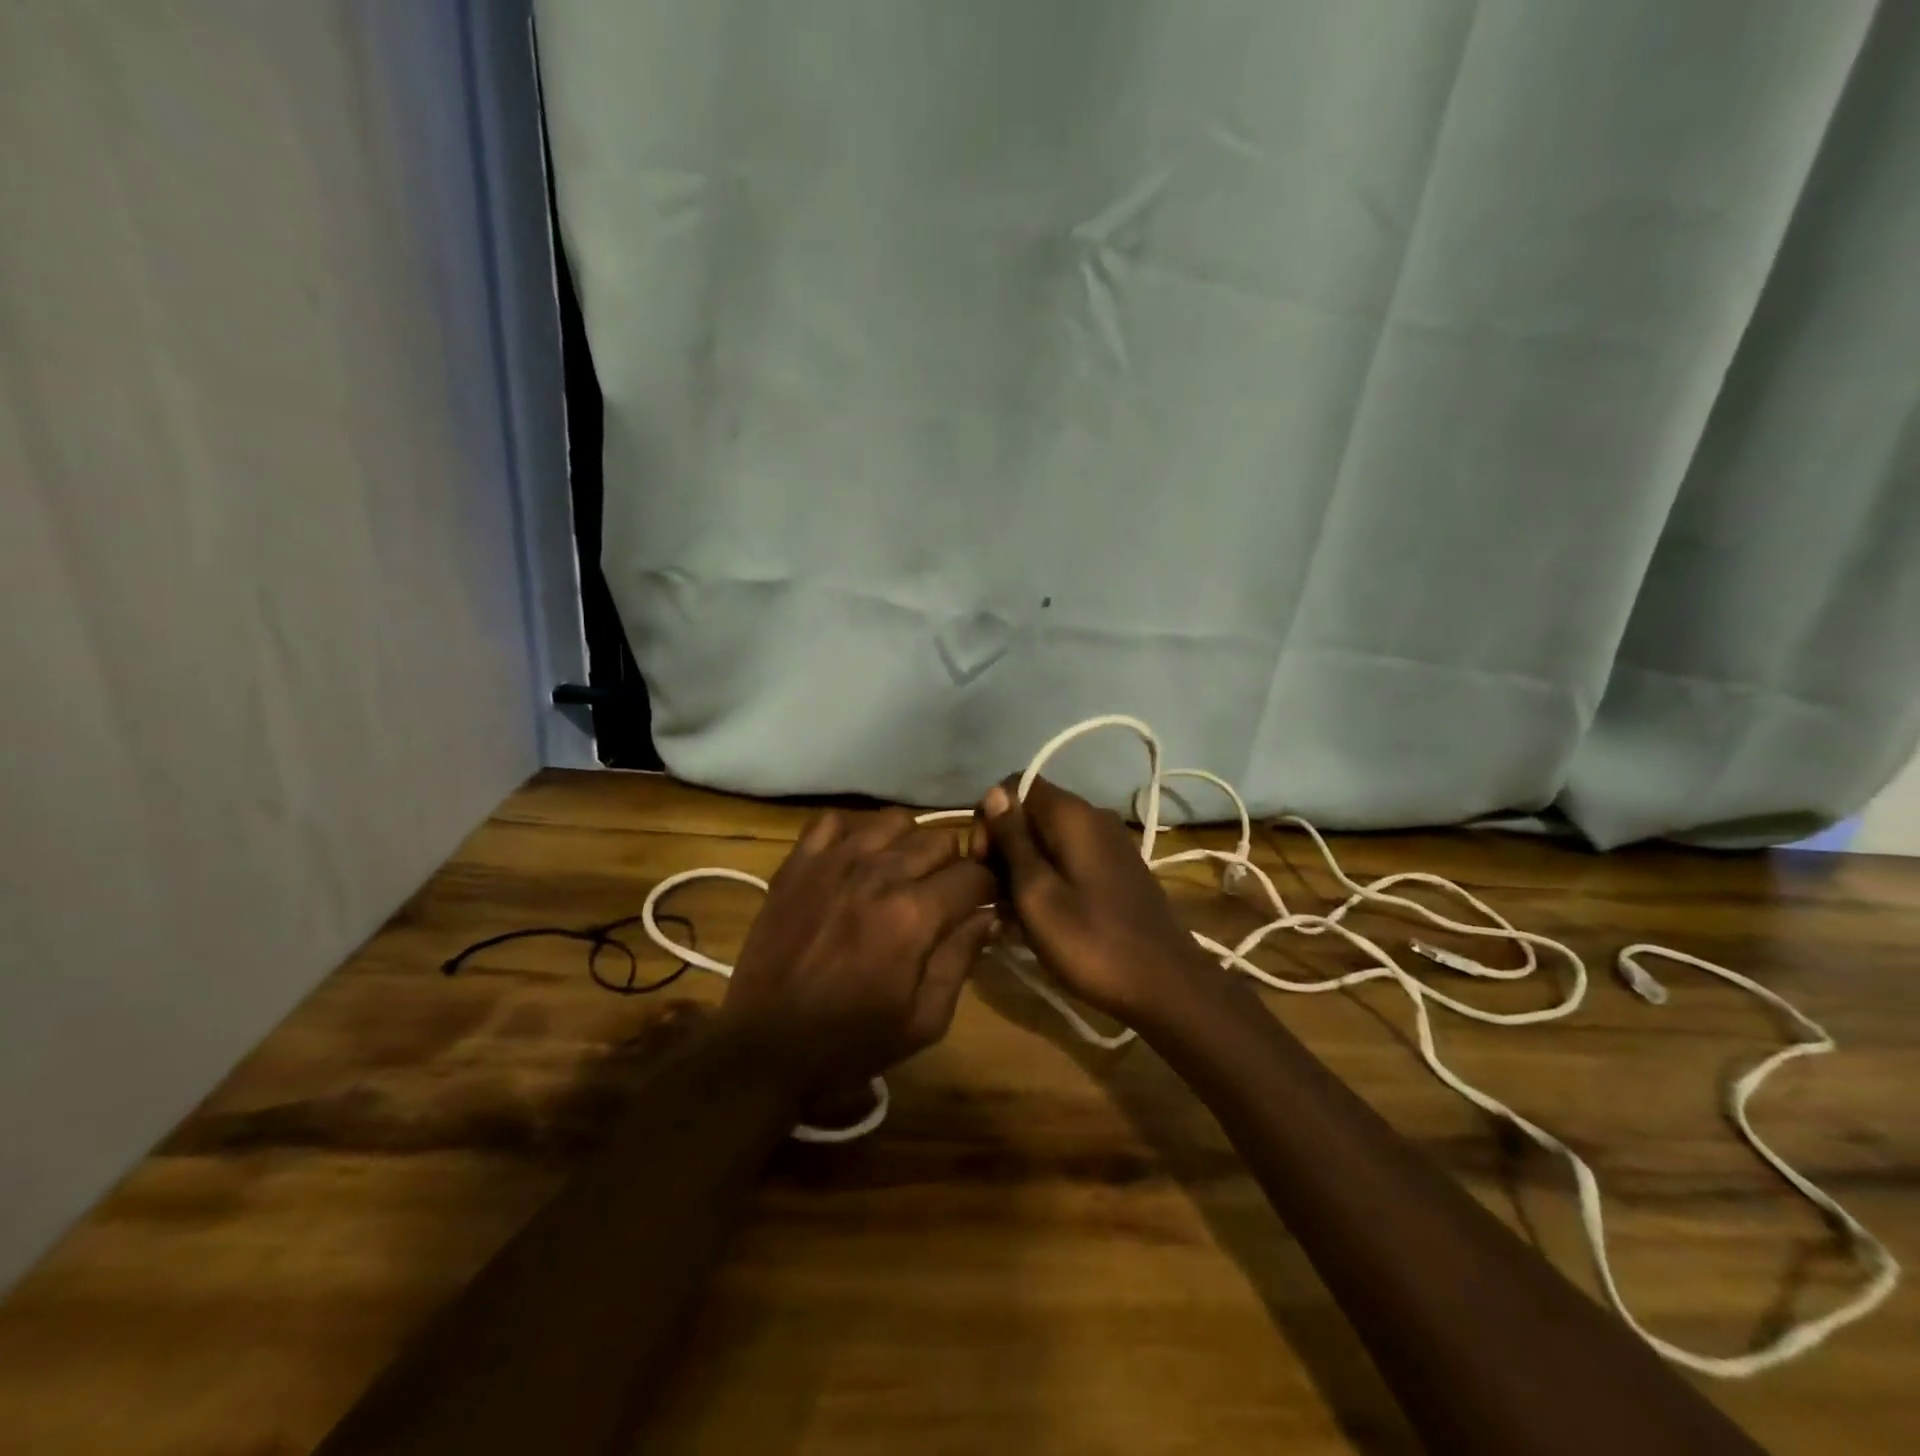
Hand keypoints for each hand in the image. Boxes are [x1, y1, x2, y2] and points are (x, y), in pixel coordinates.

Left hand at [720, 808, 995, 1096]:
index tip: (982, 905)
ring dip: (907, 845)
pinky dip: (852, 834)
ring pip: (894, 821)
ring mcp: (834, 862)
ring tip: (899, 875)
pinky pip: (833, 821)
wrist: (766, 1047)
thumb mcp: (924, 1020)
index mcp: (914, 914)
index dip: (987, 889)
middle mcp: (879, 873)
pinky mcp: (798, 863)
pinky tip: (853, 863)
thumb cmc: (851, 1041)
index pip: (975, 874)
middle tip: (940, 897)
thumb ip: (962, 959)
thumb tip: (989, 916)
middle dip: (952, 867)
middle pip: (940, 840)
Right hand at [972, 776, 1213, 1025]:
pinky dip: (1046, 881)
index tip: (981, 862)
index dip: (989, 818)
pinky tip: (1035, 921)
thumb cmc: (1091, 941)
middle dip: (1003, 848)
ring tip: (1010, 917)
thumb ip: (1013, 840)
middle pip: (1031, 814)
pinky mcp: (1115, 871)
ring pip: (1047, 841)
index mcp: (1072, 815)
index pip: (1015, 786)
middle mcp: (1092, 818)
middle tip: (992, 896)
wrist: (1165, 986)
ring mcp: (1108, 845)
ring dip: (1022, 871)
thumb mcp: (1037, 893)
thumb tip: (993, 793)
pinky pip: (1068, 861)